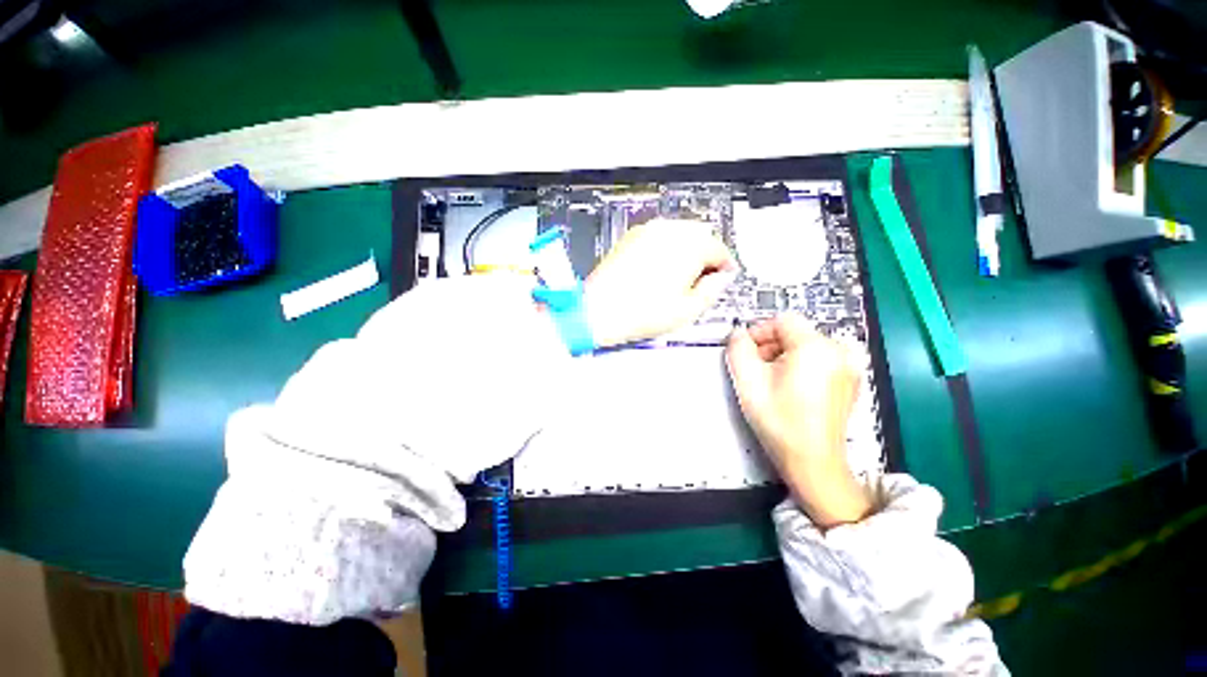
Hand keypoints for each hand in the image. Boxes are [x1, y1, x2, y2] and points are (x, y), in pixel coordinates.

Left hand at [585, 219, 737, 347]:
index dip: (725, 265)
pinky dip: (666, 248)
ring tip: (680, 275)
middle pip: (701, 235)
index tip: (723, 276)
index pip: (720, 249)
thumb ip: (713, 290)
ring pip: (679, 232)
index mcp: (690, 247)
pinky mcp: (632, 236)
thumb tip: (720, 279)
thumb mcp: (688, 310)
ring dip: (687, 249)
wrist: (600, 310)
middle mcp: (670, 232)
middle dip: (707, 254)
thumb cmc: (640, 312)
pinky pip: (659, 235)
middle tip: (703, 277)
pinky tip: (660, 269)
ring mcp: (648, 231)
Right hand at [725, 314, 871, 527]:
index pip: (781, 320)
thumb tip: (738, 334)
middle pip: (794, 332)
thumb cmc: (779, 421)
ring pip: (805, 345)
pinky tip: (791, 388)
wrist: (812, 461)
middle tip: (756, 370)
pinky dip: (800, 366)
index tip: (746, 352)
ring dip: (783, 356)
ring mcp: (849, 366)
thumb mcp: (747, 381)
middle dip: (770, 346)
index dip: (758, 332)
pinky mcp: (850, 380)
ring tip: (771, 381)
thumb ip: (737, 348)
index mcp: (816, 347)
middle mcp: (839, 351)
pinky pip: (819, 359)